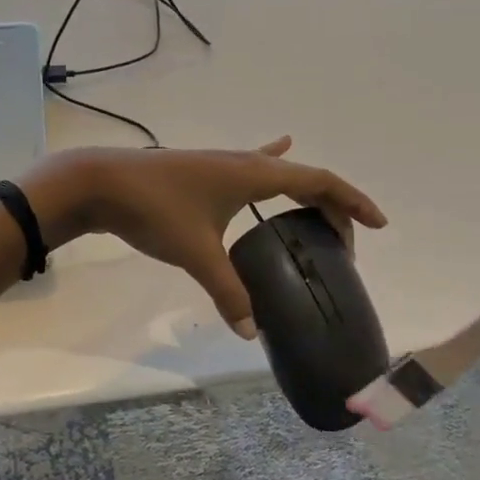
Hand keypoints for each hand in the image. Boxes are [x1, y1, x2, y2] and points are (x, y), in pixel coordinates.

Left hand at [21, 138, 385, 336]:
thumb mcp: (197, 253)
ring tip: (322, 215)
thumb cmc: (154, 209)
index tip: (379, 223)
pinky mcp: (205, 172)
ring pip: (279, 174)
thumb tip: (252, 332)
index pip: (319, 180)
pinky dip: (272, 160)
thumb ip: (228, 292)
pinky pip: (251, 166)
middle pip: (304, 178)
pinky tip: (279, 147)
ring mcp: (223, 165)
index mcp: (255, 174)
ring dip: (305, 192)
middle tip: (345, 246)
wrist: (101, 183)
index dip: (351, 201)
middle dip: (331, 208)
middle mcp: (245, 163)